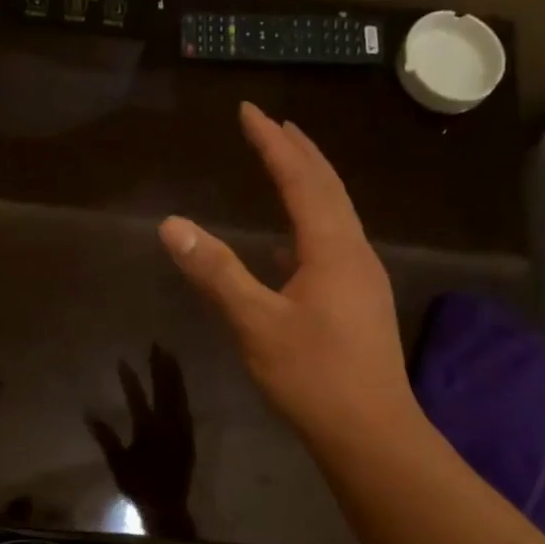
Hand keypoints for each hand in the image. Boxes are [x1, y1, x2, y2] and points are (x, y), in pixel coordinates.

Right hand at [87, 345, 196, 538]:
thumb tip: (90, 414)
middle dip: (160, 366)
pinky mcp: (189, 436)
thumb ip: (106, 438)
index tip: (123, 360)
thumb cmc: (139, 486)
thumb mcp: (118, 463)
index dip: (129, 378)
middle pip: (165, 389)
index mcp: (148, 430)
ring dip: (175, 375)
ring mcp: (181, 429)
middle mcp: (168, 425)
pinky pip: (186, 407)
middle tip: (157, 345)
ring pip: (179, 395)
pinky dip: (181, 392)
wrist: (168, 505)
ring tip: (170, 357)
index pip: (137, 397)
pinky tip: (179, 386)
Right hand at [160, 103, 424, 451]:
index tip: (249, 111)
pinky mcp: (360, 303)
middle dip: (298, 153)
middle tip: (272, 125)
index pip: (301, 179)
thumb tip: (173, 224)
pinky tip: (288, 247)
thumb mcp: (255, 323)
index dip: (272, 143)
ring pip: (335, 217)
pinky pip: (334, 246)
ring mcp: (363, 279)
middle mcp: (354, 253)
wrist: (371, 432)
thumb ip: (216, 272)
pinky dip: (309, 228)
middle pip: (328, 188)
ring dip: (309, 186)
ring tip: (284, 168)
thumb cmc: (313, 376)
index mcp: (332, 248)